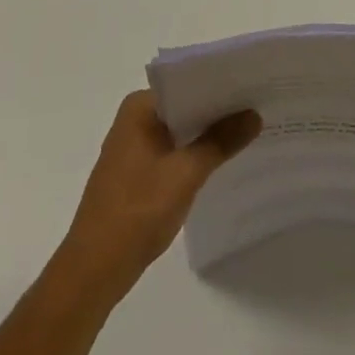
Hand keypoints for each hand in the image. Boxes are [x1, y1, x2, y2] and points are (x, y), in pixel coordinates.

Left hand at [53, 90, 260, 307]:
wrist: (94, 270)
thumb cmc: (138, 211)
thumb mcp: (186, 173)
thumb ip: (220, 141)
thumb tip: (254, 114)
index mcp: (139, 108)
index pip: (187, 84)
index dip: (221, 86)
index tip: (254, 87)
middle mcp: (133, 120)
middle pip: (185, 107)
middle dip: (218, 112)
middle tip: (260, 109)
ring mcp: (133, 148)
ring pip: (180, 132)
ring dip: (208, 136)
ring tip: (249, 133)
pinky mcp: (136, 175)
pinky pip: (173, 153)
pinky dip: (195, 156)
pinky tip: (222, 164)